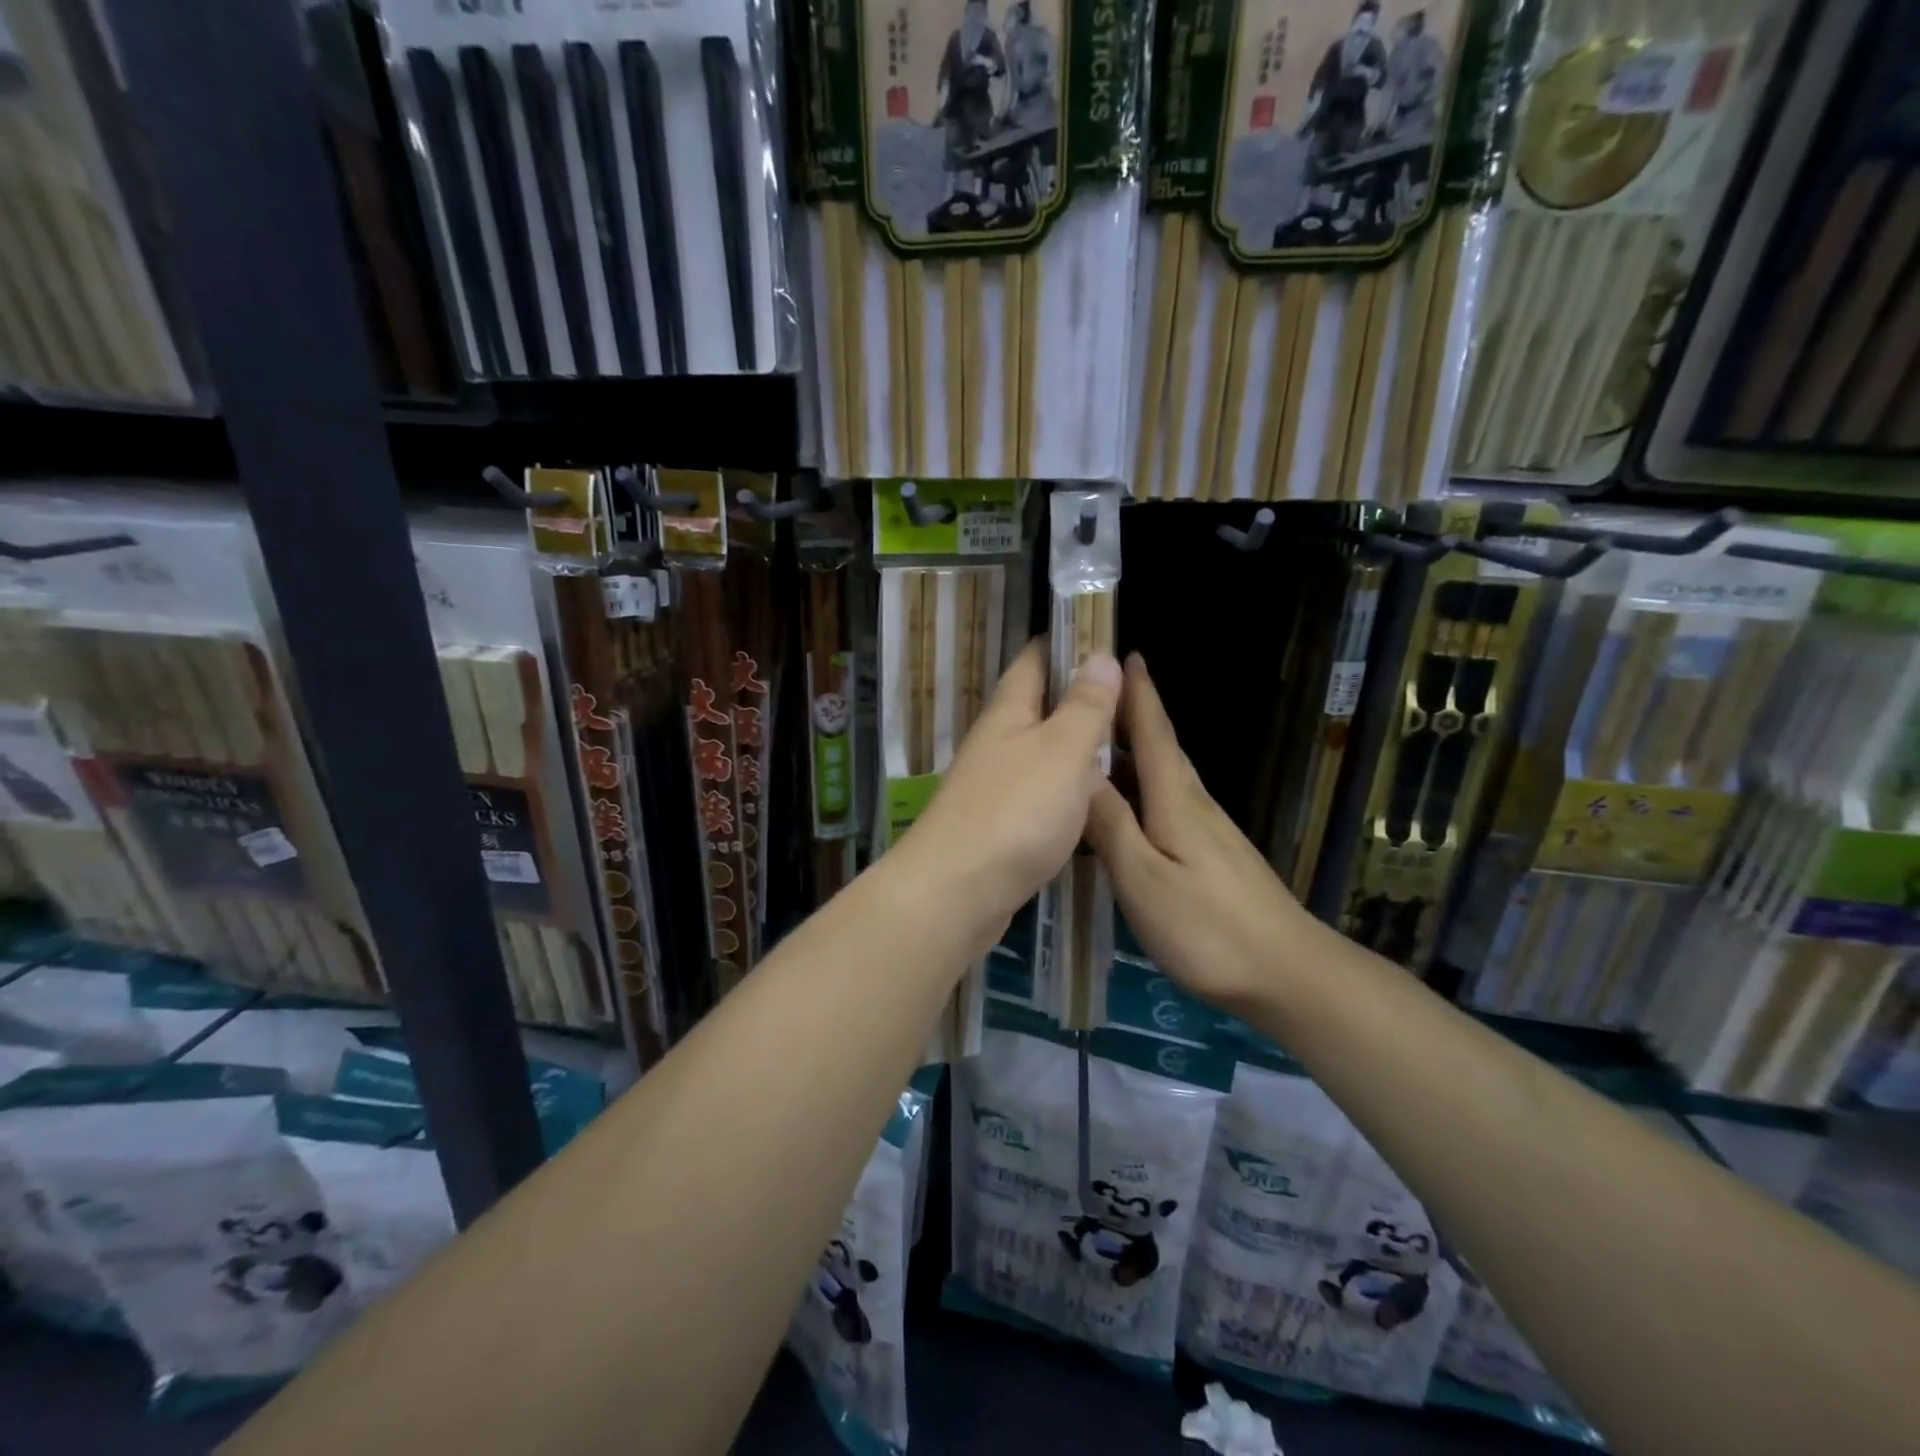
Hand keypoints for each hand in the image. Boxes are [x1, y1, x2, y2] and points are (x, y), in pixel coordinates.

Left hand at [901, 639, 1120, 932]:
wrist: (956, 891)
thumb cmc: (1016, 811)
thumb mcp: (1063, 750)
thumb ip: (1086, 706)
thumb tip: (1100, 654)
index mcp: (1009, 712)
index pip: (1035, 659)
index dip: (1066, 642)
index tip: (1103, 634)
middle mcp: (996, 742)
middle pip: (1037, 706)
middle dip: (1075, 696)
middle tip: (1126, 696)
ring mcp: (992, 785)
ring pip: (1038, 752)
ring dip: (1071, 745)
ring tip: (1116, 745)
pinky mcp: (997, 825)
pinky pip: (1037, 792)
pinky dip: (1064, 788)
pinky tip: (1087, 801)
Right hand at [1085, 655, 1313, 1008]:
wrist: (1287, 972)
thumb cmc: (1207, 926)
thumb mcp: (1143, 878)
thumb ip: (1111, 825)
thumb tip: (1080, 774)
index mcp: (1175, 799)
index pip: (1154, 732)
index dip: (1138, 693)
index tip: (1124, 653)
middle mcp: (1193, 803)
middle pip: (1160, 747)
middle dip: (1130, 714)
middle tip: (1091, 693)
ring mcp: (1207, 830)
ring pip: (1163, 775)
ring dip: (1133, 751)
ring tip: (1094, 742)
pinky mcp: (1211, 854)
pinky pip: (1167, 803)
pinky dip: (1141, 787)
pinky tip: (1125, 804)